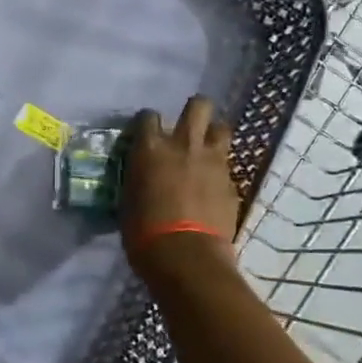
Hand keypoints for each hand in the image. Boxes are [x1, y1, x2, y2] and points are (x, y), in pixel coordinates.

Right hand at [120, 96, 239, 278]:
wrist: (186, 257)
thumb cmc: (144, 233)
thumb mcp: (128, 200)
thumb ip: (139, 178)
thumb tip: (143, 176)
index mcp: (151, 148)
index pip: (148, 116)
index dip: (148, 122)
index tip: (147, 133)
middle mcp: (184, 144)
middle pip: (198, 105)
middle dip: (195, 111)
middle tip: (188, 127)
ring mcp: (213, 161)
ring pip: (222, 128)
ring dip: (213, 135)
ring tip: (206, 151)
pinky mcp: (232, 182)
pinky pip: (227, 166)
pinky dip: (220, 172)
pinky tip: (213, 188)